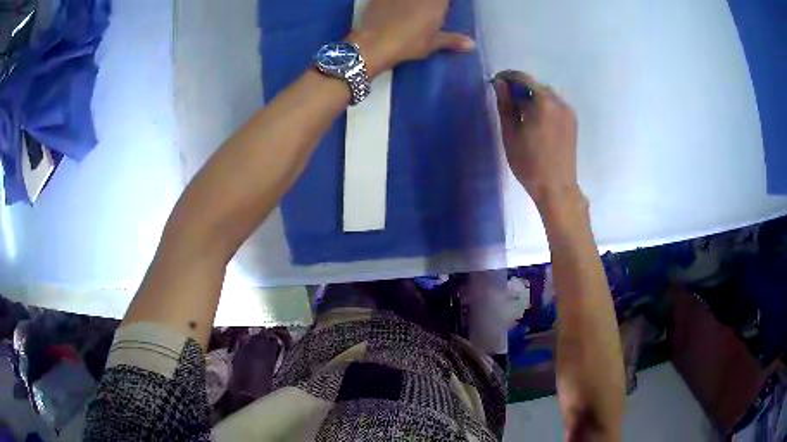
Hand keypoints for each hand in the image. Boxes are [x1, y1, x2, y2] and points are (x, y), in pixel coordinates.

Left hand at [350, 0, 475, 76]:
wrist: (375, 43)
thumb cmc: (409, 43)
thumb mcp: (433, 43)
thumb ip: (453, 40)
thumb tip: (472, 45)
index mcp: (437, 2)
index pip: (445, 1)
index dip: (443, 5)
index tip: (442, 9)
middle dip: (429, 4)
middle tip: (426, 13)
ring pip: (409, 0)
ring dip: (412, 4)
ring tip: (410, 13)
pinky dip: (391, 2)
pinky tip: (392, 8)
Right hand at [494, 71, 583, 208]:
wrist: (557, 188)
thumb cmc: (529, 163)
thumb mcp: (510, 133)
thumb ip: (505, 105)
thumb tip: (500, 84)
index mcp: (543, 102)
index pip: (523, 78)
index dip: (507, 77)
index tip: (496, 83)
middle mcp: (559, 102)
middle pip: (536, 85)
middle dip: (520, 88)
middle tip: (507, 102)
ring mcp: (569, 112)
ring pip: (547, 95)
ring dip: (532, 97)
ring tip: (521, 113)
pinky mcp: (573, 123)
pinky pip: (555, 106)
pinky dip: (543, 106)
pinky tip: (535, 122)